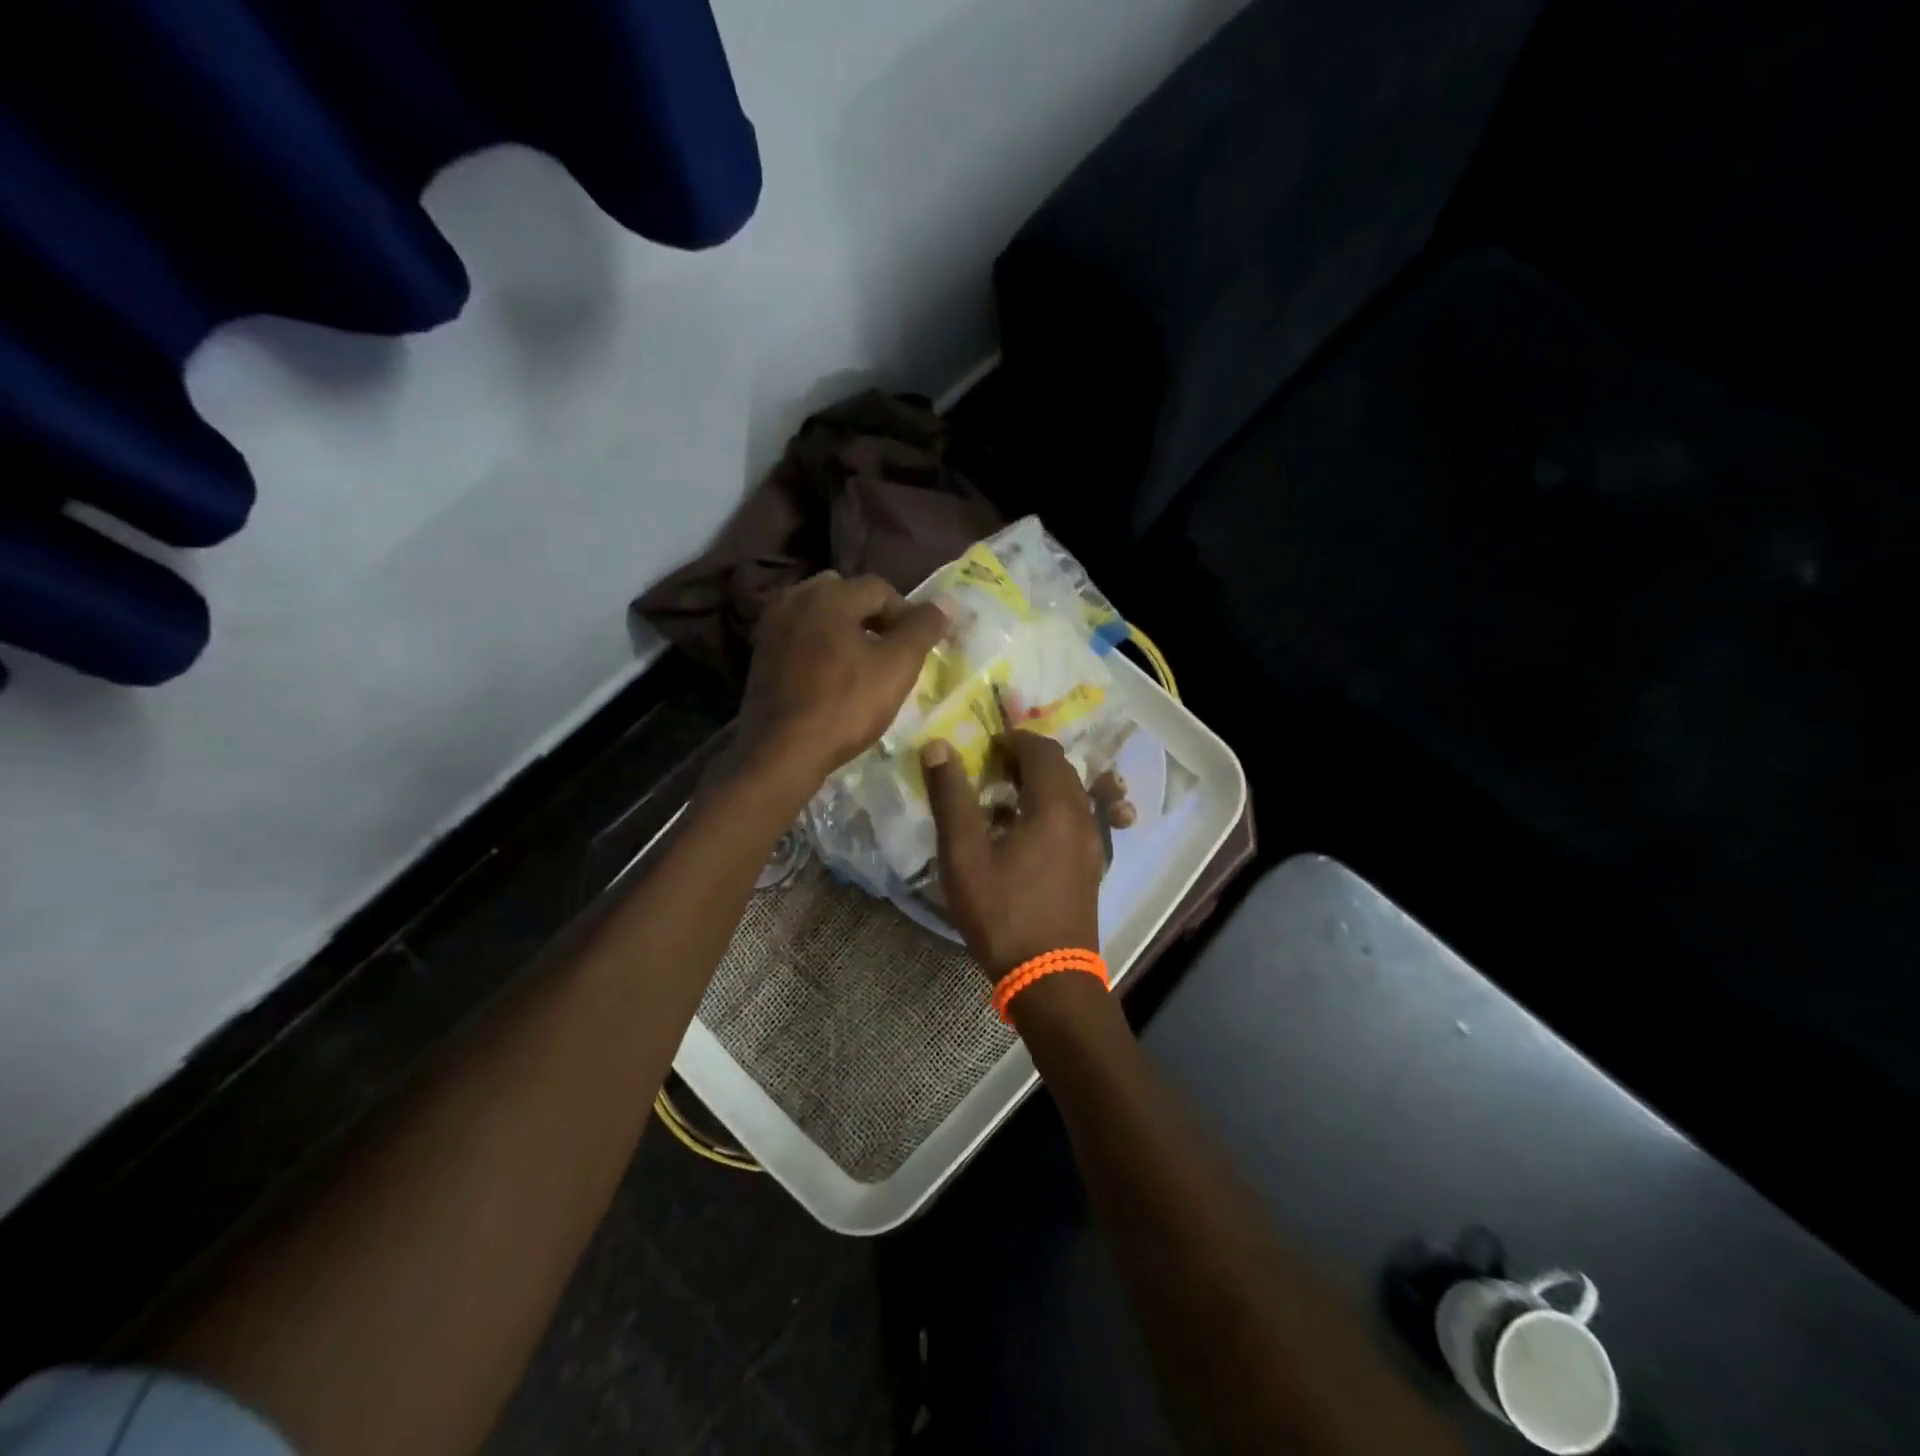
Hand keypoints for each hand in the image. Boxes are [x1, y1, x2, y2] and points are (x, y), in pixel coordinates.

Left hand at [737, 571, 947, 795]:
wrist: (781, 752)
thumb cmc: (845, 705)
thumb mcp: (897, 666)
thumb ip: (923, 628)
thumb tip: (946, 603)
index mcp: (829, 593)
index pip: (881, 589)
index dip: (907, 614)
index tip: (917, 648)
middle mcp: (795, 598)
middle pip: (847, 595)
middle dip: (873, 618)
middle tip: (890, 653)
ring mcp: (772, 626)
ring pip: (822, 616)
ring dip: (846, 632)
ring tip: (863, 666)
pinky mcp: (761, 653)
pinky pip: (801, 637)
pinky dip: (821, 647)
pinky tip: (832, 677)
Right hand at [922, 731, 1104, 980]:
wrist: (1049, 977)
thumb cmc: (1002, 911)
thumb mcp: (964, 853)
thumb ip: (951, 796)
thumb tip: (938, 747)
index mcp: (1054, 805)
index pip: (1042, 749)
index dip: (1013, 740)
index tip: (985, 748)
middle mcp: (1082, 816)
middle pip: (1060, 768)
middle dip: (1026, 760)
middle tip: (990, 769)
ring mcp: (1093, 843)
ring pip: (1070, 795)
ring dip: (1039, 785)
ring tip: (1001, 801)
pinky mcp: (1091, 866)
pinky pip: (1075, 820)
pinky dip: (1051, 811)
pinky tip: (1022, 836)